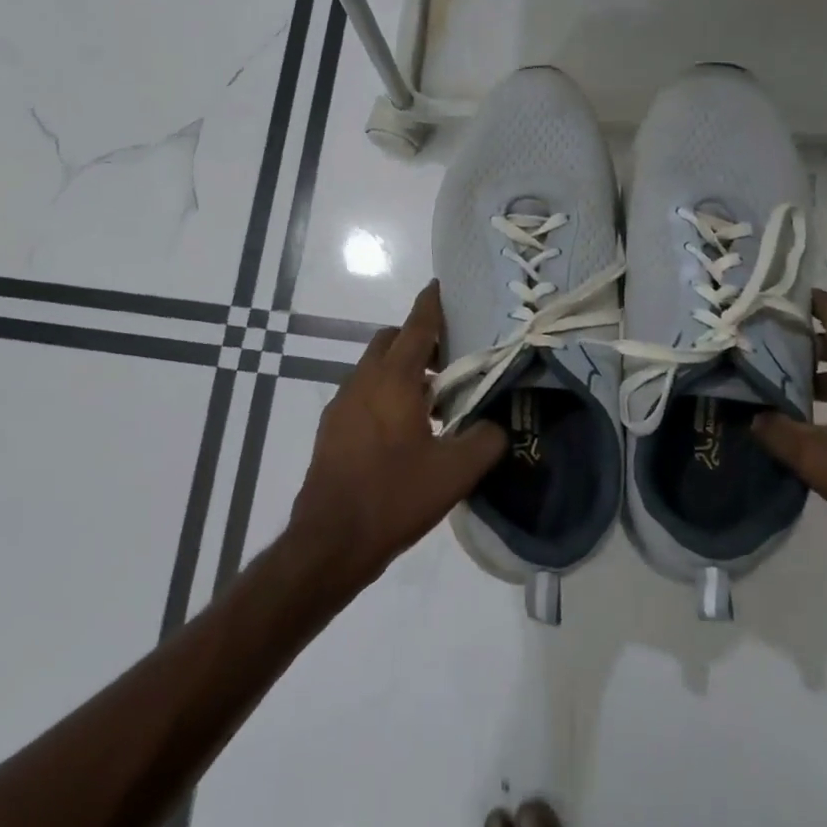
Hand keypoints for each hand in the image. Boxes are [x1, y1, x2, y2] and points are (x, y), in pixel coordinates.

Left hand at [287, 281, 504, 592]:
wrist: (330, 540)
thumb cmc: (394, 496)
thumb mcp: (455, 472)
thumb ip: (486, 440)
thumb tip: (497, 425)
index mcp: (394, 380)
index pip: (416, 326)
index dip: (431, 304)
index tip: (440, 286)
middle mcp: (363, 380)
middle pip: (391, 341)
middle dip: (418, 339)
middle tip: (449, 361)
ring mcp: (342, 403)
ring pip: (374, 368)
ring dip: (401, 370)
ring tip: (432, 402)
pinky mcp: (331, 427)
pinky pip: (362, 393)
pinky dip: (384, 393)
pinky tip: (403, 431)